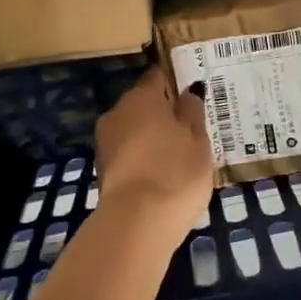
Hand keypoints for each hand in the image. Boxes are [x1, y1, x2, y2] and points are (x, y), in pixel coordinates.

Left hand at [95, 67, 213, 248]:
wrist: (136, 223)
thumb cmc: (175, 171)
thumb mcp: (198, 139)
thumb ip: (193, 111)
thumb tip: (188, 91)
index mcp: (141, 96)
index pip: (158, 76)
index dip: (176, 82)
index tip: (193, 95)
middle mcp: (118, 111)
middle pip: (143, 103)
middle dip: (164, 113)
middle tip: (190, 129)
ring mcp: (106, 141)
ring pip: (133, 129)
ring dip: (152, 137)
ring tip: (178, 156)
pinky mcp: (102, 169)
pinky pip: (128, 153)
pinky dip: (142, 158)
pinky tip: (161, 175)